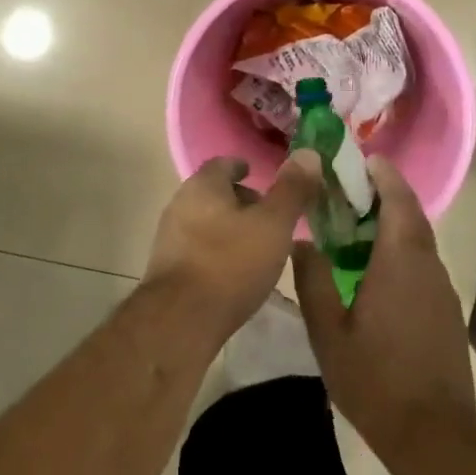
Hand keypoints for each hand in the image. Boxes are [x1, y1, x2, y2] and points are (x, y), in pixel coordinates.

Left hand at [145, 152, 321, 342]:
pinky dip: (217, 251)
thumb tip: (308, 153)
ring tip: (257, 246)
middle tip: (268, 216)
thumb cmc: (231, 264)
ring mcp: (169, 237)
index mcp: (203, 185)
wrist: (180, 321)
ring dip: (228, 228)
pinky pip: (197, 248)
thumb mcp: (273, 225)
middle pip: (213, 193)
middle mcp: (180, 203)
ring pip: (205, 221)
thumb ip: (292, 190)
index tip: (261, 178)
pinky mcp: (167, 268)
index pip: (224, 164)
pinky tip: (235, 272)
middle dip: (240, 200)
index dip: (244, 168)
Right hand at [293, 155, 475, 469]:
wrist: (434, 437)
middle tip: (347, 191)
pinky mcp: (445, 312)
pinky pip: (423, 265)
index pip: (399, 199)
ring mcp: (442, 290)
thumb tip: (302, 241)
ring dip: (392, 224)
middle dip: (384, 195)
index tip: (361, 160)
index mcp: (401, 260)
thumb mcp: (328, 330)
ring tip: (354, 227)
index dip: (383, 174)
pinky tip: (374, 271)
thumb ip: (312, 279)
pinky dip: (400, 251)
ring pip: (418, 240)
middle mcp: (428, 266)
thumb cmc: (375, 379)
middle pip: (411, 215)